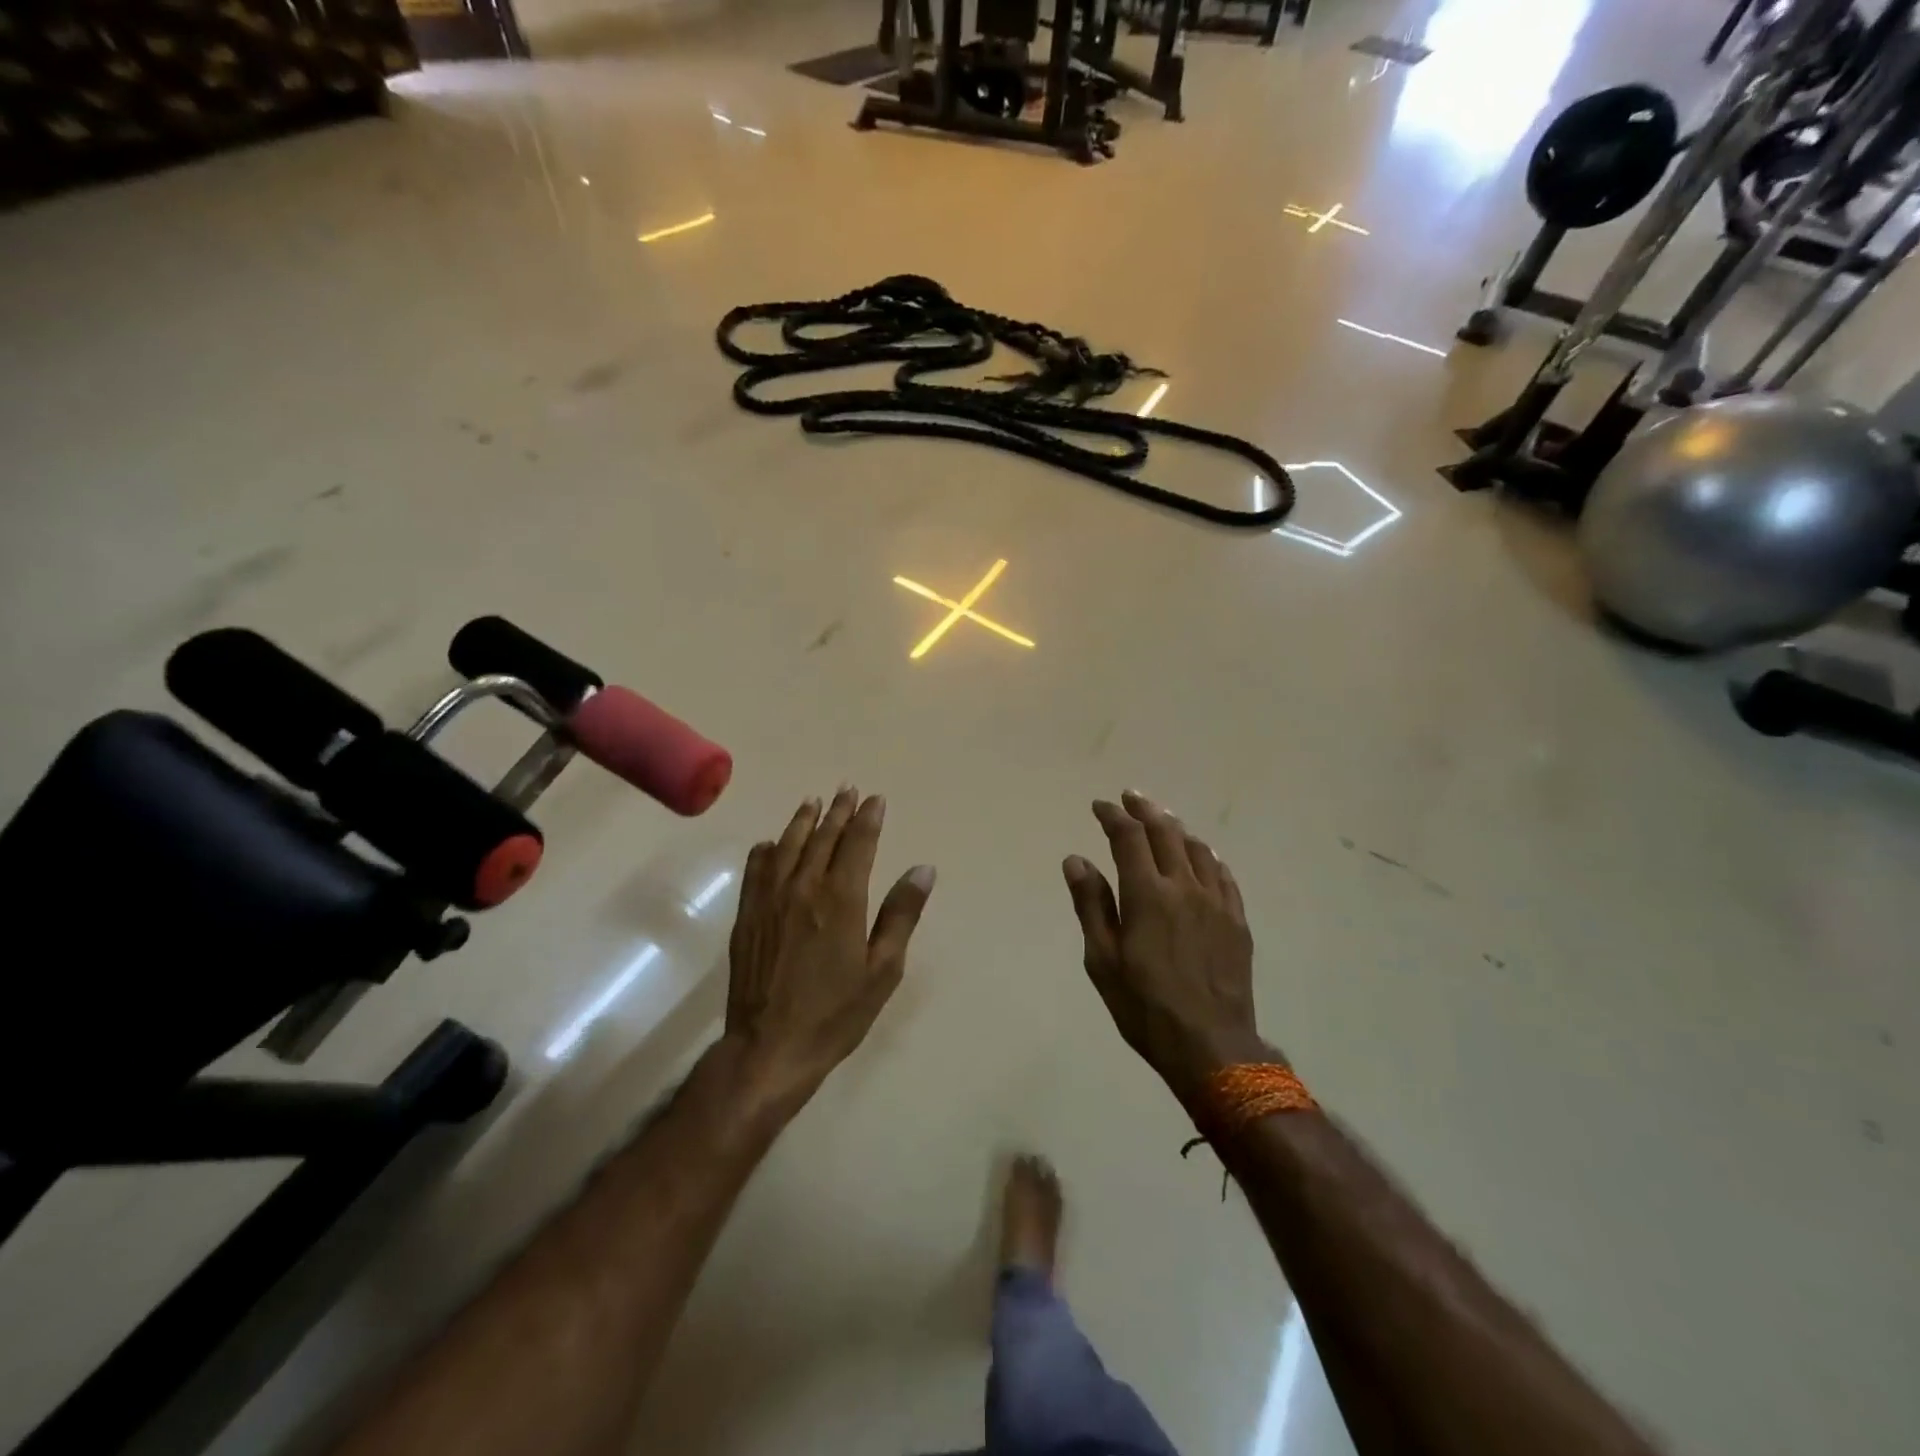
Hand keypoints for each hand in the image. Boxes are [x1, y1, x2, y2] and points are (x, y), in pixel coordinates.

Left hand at [725, 788, 935, 1108]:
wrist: (770, 1047)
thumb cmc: (835, 1012)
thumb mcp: (883, 969)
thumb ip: (901, 915)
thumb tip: (923, 870)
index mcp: (841, 898)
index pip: (857, 843)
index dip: (868, 819)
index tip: (875, 799)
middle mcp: (803, 887)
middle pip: (823, 837)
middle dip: (838, 811)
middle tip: (848, 790)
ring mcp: (769, 899)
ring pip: (787, 846)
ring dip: (803, 821)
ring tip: (813, 802)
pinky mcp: (747, 915)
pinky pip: (756, 869)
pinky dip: (766, 851)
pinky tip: (770, 844)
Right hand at [1063, 790, 1272, 1111]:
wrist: (1211, 1045)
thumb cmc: (1145, 1006)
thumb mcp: (1103, 960)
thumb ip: (1091, 905)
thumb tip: (1076, 859)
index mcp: (1147, 894)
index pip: (1129, 838)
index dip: (1113, 816)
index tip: (1100, 806)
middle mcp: (1184, 886)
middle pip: (1165, 833)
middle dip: (1145, 810)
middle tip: (1130, 797)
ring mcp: (1216, 902)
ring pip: (1197, 849)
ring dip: (1176, 828)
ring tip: (1163, 819)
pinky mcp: (1237, 920)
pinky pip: (1224, 875)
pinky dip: (1208, 856)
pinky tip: (1203, 855)